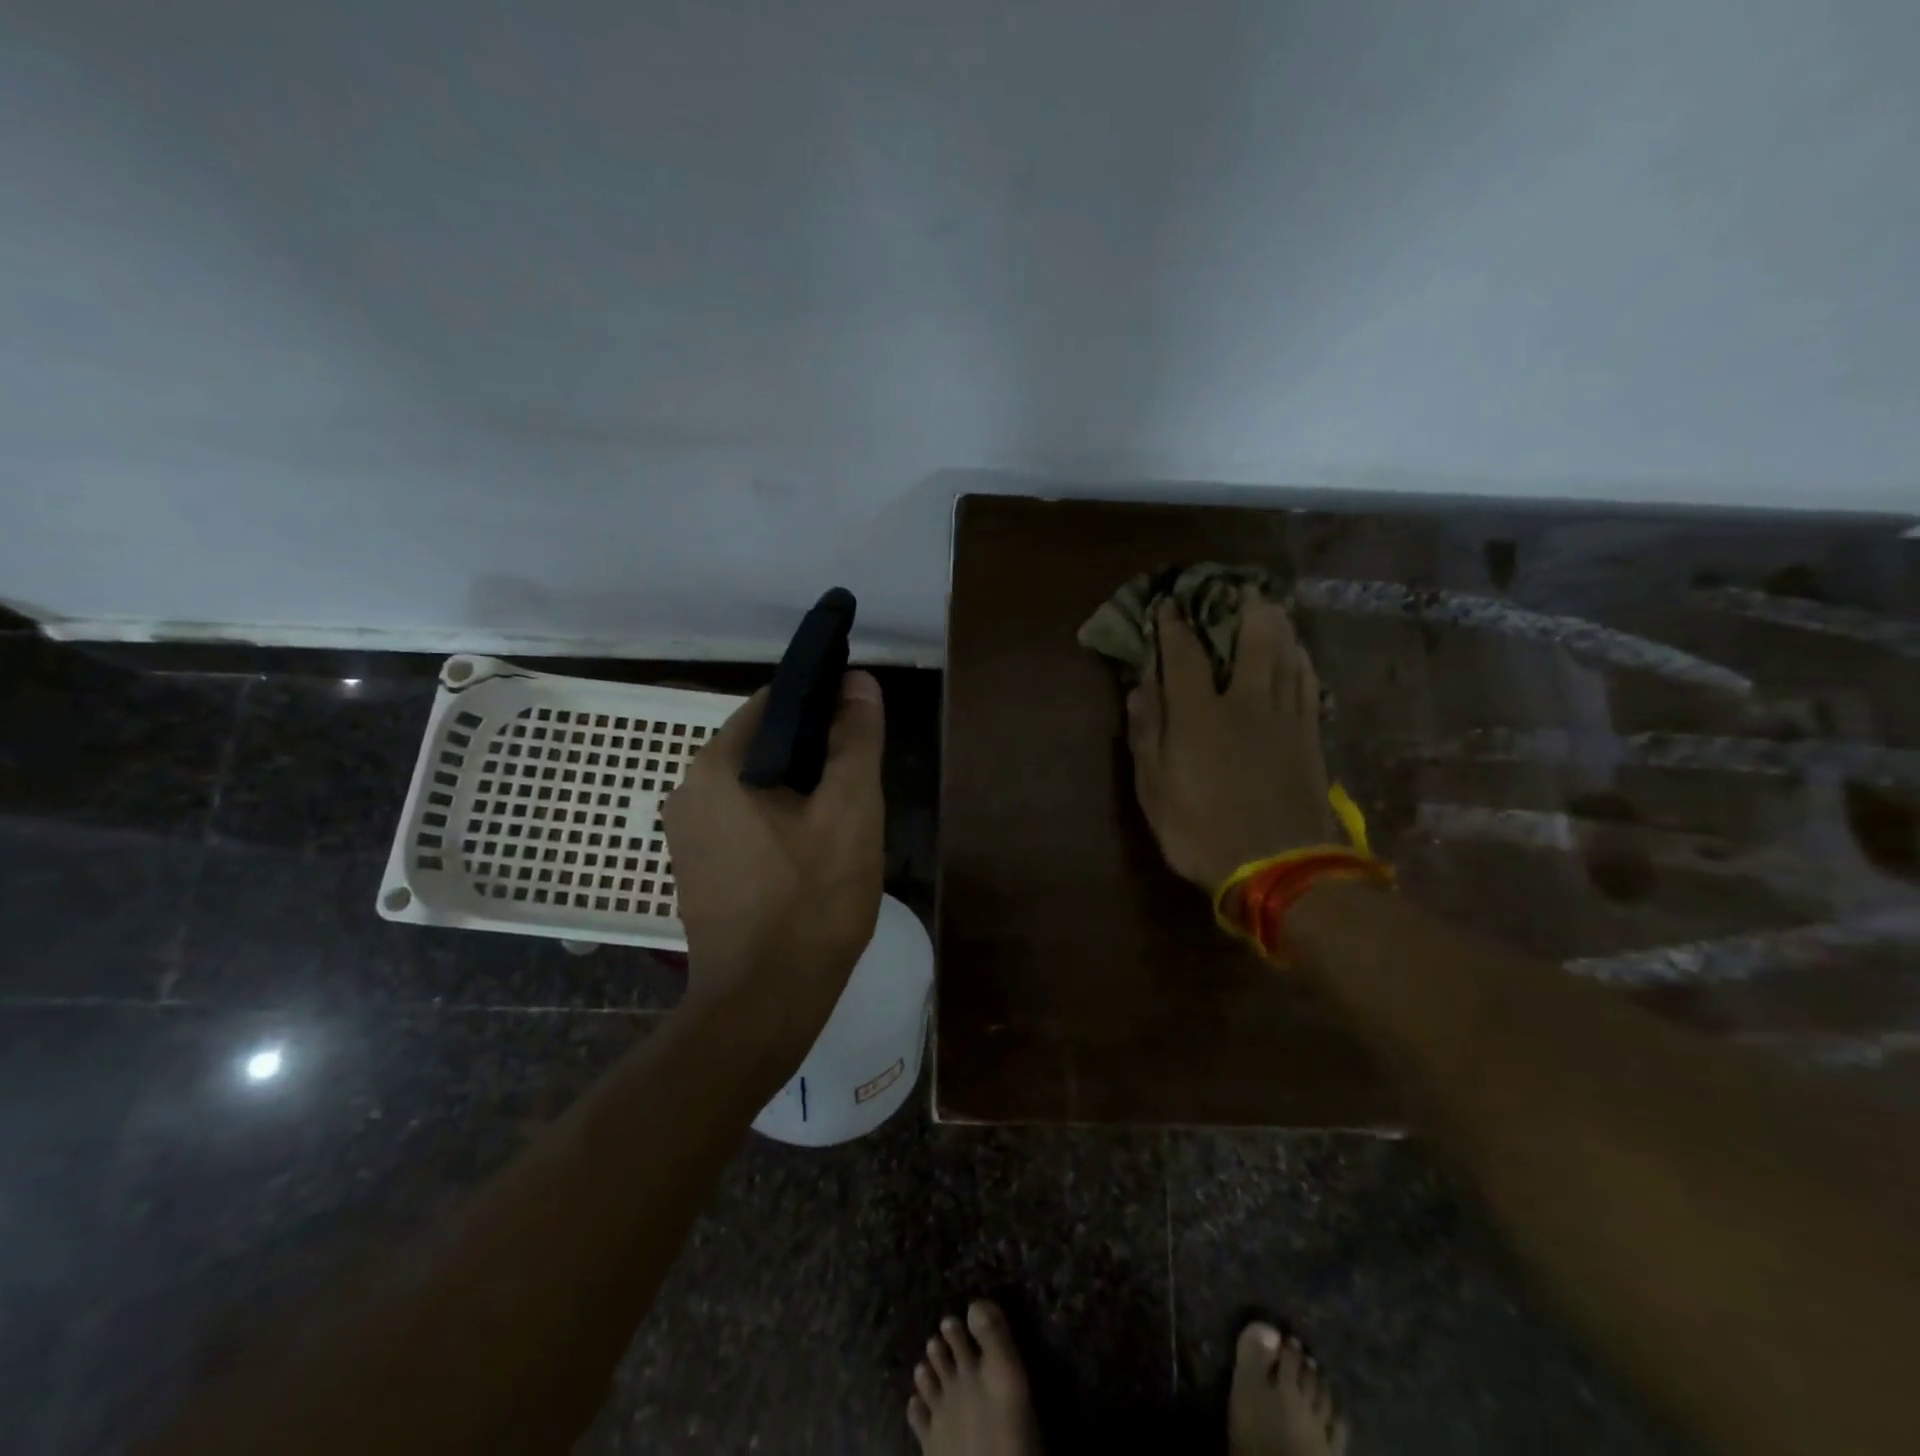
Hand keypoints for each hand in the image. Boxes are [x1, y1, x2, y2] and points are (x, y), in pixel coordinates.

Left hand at [662, 672, 885, 1038]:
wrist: (763, 1005)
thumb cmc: (811, 902)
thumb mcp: (850, 811)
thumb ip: (855, 740)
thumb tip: (859, 681)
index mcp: (716, 766)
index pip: (774, 704)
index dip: (823, 706)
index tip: (861, 729)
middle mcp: (688, 791)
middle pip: (763, 746)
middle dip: (814, 755)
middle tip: (860, 784)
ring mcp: (687, 834)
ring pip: (756, 787)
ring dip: (800, 791)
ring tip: (844, 820)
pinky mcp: (698, 869)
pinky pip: (744, 823)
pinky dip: (779, 822)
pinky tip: (813, 854)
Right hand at [1128, 597, 1339, 892]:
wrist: (1278, 868)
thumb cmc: (1201, 831)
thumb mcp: (1154, 790)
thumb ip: (1146, 734)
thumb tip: (1140, 688)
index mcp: (1199, 714)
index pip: (1183, 655)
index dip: (1173, 627)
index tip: (1168, 605)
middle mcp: (1245, 702)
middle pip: (1252, 641)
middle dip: (1243, 610)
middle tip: (1238, 590)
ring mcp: (1284, 717)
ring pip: (1287, 656)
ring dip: (1278, 627)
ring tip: (1271, 609)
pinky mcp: (1310, 736)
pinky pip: (1309, 685)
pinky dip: (1302, 661)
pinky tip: (1300, 654)